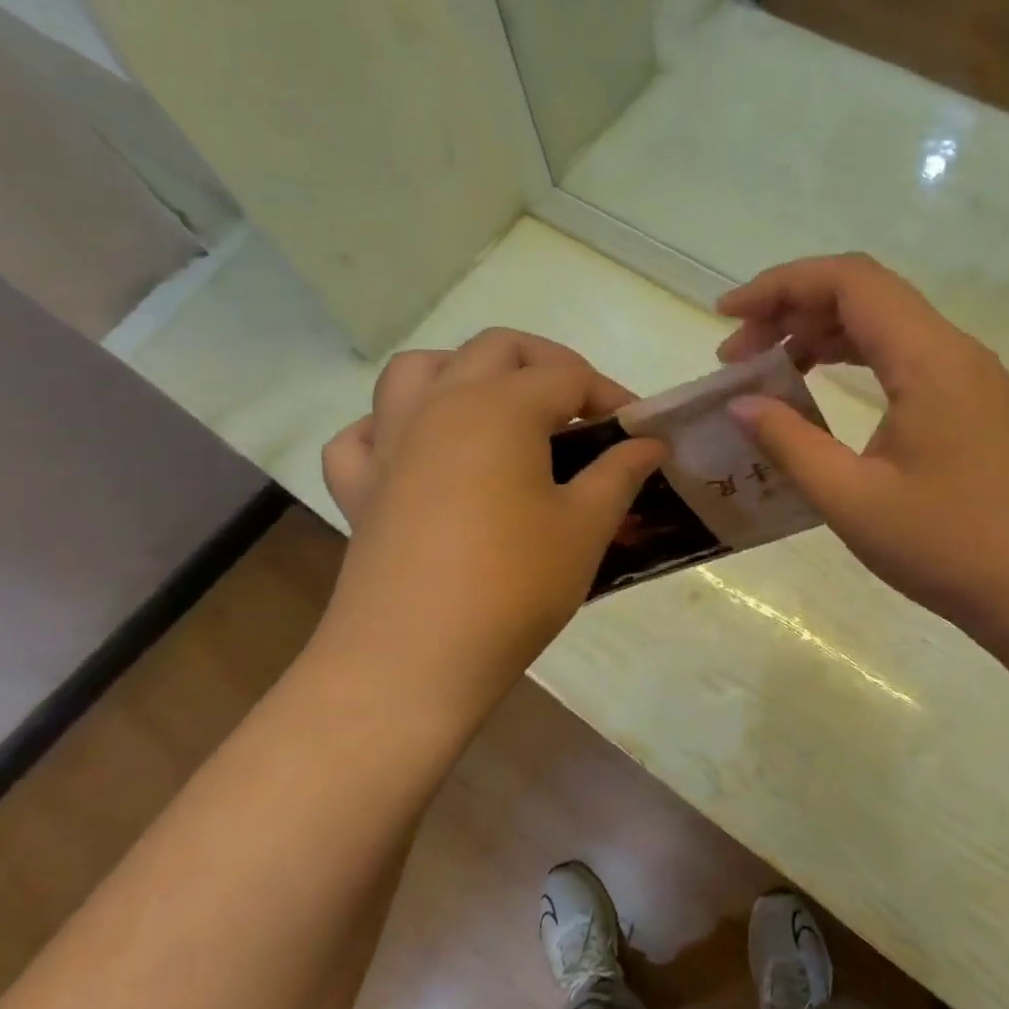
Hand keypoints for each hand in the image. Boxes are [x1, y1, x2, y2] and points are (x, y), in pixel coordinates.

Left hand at [314, 330, 664, 716]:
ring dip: (462, 373)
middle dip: (546, 365)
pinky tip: (418, 457)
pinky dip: (390, 430)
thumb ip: (620, 473)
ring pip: (417, 370)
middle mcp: (440, 405)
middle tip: (579, 411)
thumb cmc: (514, 586)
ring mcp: (390, 443)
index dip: (610, 395)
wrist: (415, 659)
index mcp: (500, 407)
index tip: (638, 432)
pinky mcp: (360, 488)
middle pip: (495, 349)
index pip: (567, 375)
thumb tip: (649, 443)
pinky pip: (363, 436)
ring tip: (496, 411)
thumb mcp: (584, 527)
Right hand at [716, 256, 1008, 645]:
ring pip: (885, 326)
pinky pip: (904, 358)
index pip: (848, 282)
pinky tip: (823, 393)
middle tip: (736, 357)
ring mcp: (970, 377)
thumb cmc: (951, 547)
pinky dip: (854, 361)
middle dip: (791, 312)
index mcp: (928, 358)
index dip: (779, 286)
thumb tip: (741, 405)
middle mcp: (953, 351)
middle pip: (864, 295)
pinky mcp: (974, 405)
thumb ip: (790, 444)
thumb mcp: (854, 500)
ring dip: (821, 335)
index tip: (727, 317)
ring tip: (770, 370)